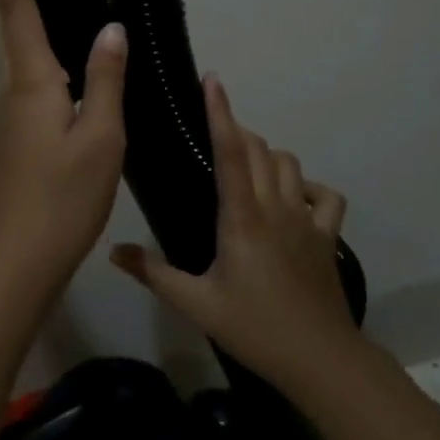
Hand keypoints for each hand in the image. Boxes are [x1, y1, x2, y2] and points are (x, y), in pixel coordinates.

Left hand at [0, 0, 127, 295]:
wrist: (16, 262)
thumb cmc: (61, 199)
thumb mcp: (100, 138)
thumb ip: (106, 81)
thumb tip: (111, 30)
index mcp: (34, 80)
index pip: (15, 6)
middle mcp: (17, 90)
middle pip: (19, 24)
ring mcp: (16, 116)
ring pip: (33, 58)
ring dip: (38, 22)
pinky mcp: (22, 138)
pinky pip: (42, 87)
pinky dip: (57, 66)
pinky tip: (82, 74)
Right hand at [110, 75, 362, 394]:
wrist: (321, 360)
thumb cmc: (255, 328)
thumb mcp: (196, 303)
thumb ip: (153, 273)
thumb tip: (112, 250)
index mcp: (242, 216)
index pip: (231, 151)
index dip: (220, 112)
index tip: (213, 80)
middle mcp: (276, 206)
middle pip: (260, 149)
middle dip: (237, 130)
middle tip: (213, 134)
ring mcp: (307, 219)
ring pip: (290, 164)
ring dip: (268, 155)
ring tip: (246, 167)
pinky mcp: (327, 236)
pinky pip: (325, 195)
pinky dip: (308, 187)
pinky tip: (293, 199)